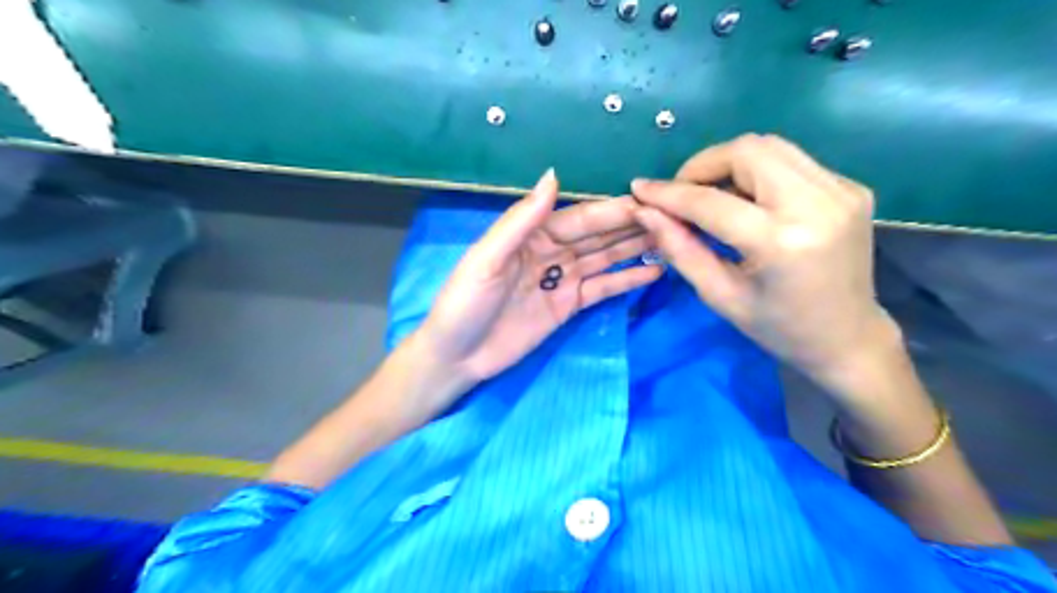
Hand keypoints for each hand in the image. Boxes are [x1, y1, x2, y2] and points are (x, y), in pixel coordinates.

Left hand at [413, 170, 657, 402]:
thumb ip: (520, 220)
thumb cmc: (465, 303)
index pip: (580, 218)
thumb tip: (554, 175)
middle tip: (673, 219)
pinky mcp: (569, 306)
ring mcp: (562, 280)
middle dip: (632, 226)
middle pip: (597, 236)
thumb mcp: (486, 259)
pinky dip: (626, 280)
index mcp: (531, 234)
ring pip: (605, 259)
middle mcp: (551, 251)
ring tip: (673, 240)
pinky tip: (653, 271)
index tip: (649, 202)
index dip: (612, 211)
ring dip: (635, 249)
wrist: (457, 357)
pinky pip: (602, 289)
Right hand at [630, 135, 893, 392]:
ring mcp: (841, 190)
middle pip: (746, 151)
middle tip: (683, 194)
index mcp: (781, 243)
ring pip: (770, 146)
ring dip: (729, 163)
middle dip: (702, 165)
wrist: (849, 337)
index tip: (640, 188)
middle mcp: (817, 204)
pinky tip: (747, 201)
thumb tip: (646, 212)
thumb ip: (680, 249)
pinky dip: (757, 172)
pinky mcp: (850, 187)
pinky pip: (790, 161)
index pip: (711, 201)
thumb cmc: (778, 328)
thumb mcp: (719, 295)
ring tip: (710, 195)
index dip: (669, 193)